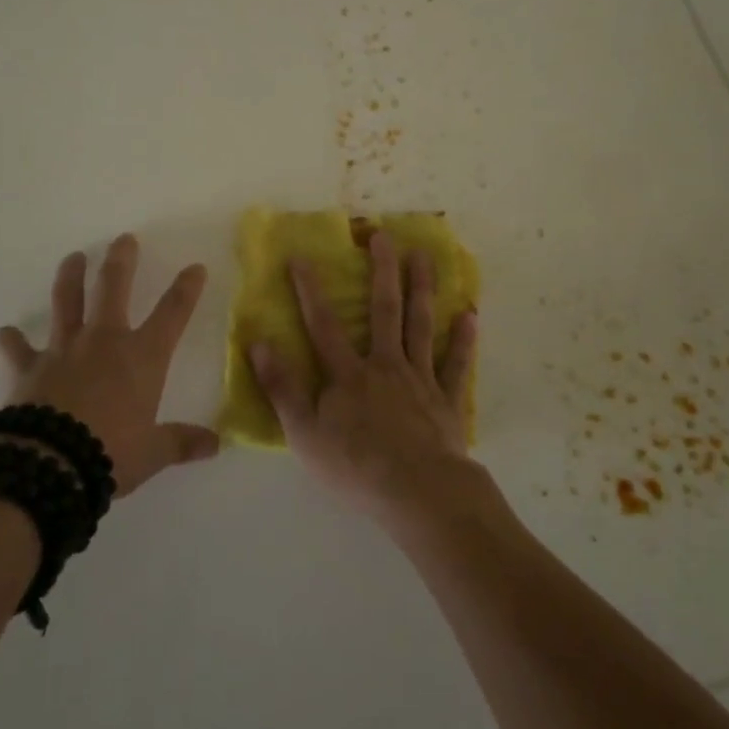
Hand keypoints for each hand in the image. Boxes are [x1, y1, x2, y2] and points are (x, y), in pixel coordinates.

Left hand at [0, 234, 219, 496]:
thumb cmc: (110, 454)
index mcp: (142, 357)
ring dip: (70, 277)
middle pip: (113, 288)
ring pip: (67, 301)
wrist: (48, 465)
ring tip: (72, 257)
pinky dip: (10, 341)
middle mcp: (104, 342)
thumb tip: (215, 444)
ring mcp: (64, 350)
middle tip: (124, 239)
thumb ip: (181, 442)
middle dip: (121, 261)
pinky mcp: (29, 368)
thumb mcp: (152, 453)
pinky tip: (4, 334)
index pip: (173, 313)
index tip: (195, 267)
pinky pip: (17, 349)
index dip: (186, 289)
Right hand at [247, 231, 480, 524]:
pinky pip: (455, 364)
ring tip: (424, 256)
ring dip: (422, 288)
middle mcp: (385, 365)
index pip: (323, 325)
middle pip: (383, 310)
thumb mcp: (304, 434)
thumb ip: (281, 388)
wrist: (417, 492)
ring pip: (420, 325)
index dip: (310, 290)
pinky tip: (470, 315)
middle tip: (383, 236)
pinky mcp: (446, 400)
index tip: (302, 257)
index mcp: (348, 375)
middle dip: (382, 271)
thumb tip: (258, 343)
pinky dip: (463, 340)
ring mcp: (420, 379)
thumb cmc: (355, 467)